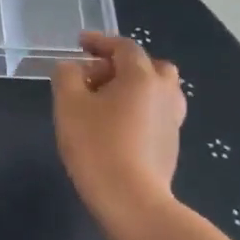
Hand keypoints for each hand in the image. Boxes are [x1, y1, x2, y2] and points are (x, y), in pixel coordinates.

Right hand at [52, 32, 185, 224]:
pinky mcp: (171, 142)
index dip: (100, 41)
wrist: (131, 198)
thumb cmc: (96, 145)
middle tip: (94, 75)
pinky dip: (138, 107)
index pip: (123, 47)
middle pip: (148, 66)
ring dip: (132, 87)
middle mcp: (164, 92)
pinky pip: (155, 111)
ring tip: (105, 100)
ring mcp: (172, 119)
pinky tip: (116, 124)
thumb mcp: (68, 105)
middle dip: (121, 64)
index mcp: (141, 77)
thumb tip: (72, 67)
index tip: (80, 42)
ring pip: (156, 90)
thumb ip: (67, 77)